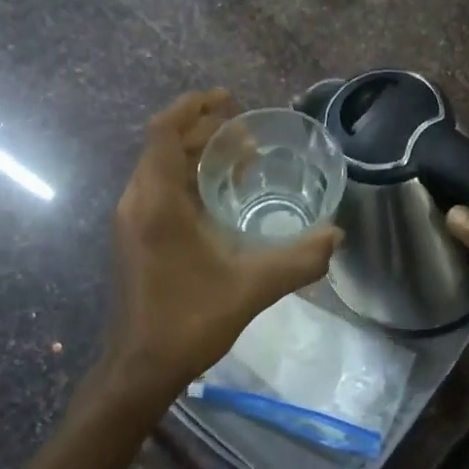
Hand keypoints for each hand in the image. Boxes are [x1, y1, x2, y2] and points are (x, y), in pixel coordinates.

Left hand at [101, 91, 340, 410]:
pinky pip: (160, 188)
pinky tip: (222, 199)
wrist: (139, 368)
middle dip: (205, 131)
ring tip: (242, 162)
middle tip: (249, 137)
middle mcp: (137, 201)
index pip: (165, 131)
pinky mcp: (134, 236)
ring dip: (198, 156)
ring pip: (162, 167)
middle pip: (166, 145)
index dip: (193, 106)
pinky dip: (189, 179)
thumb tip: (337, 235)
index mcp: (157, 202)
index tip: (229, 100)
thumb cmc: (188, 321)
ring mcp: (131, 220)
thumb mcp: (251, 288)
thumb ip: (298, 260)